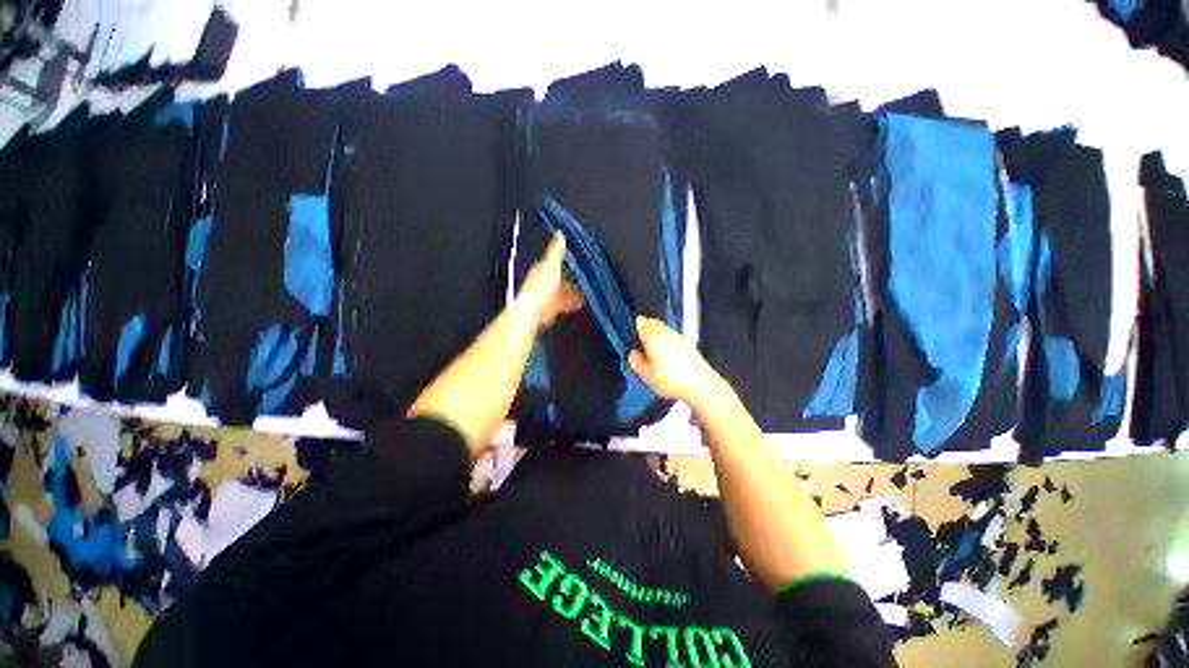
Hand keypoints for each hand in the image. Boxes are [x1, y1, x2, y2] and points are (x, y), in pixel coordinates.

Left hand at [516, 232, 584, 325]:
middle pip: (559, 279)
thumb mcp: (551, 264)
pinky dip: (571, 303)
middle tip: (583, 280)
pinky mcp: (549, 308)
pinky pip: (562, 304)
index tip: (575, 263)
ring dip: (573, 292)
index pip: (553, 262)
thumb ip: (556, 250)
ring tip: (584, 293)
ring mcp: (546, 295)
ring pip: (562, 291)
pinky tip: (578, 303)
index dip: (564, 262)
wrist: (534, 310)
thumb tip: (559, 234)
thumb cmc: (539, 288)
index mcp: (541, 269)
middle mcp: (542, 282)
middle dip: (570, 280)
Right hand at [628, 316, 724, 406]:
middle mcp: (666, 331)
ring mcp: (679, 337)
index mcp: (653, 334)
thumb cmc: (670, 378)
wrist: (700, 385)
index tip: (631, 338)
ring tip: (653, 356)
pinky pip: (673, 340)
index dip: (634, 328)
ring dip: (657, 339)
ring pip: (664, 332)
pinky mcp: (689, 346)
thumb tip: (633, 354)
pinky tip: (667, 361)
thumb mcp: (645, 375)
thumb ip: (635, 361)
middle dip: (646, 332)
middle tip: (640, 347)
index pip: (640, 322)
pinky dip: (668, 346)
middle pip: (653, 324)